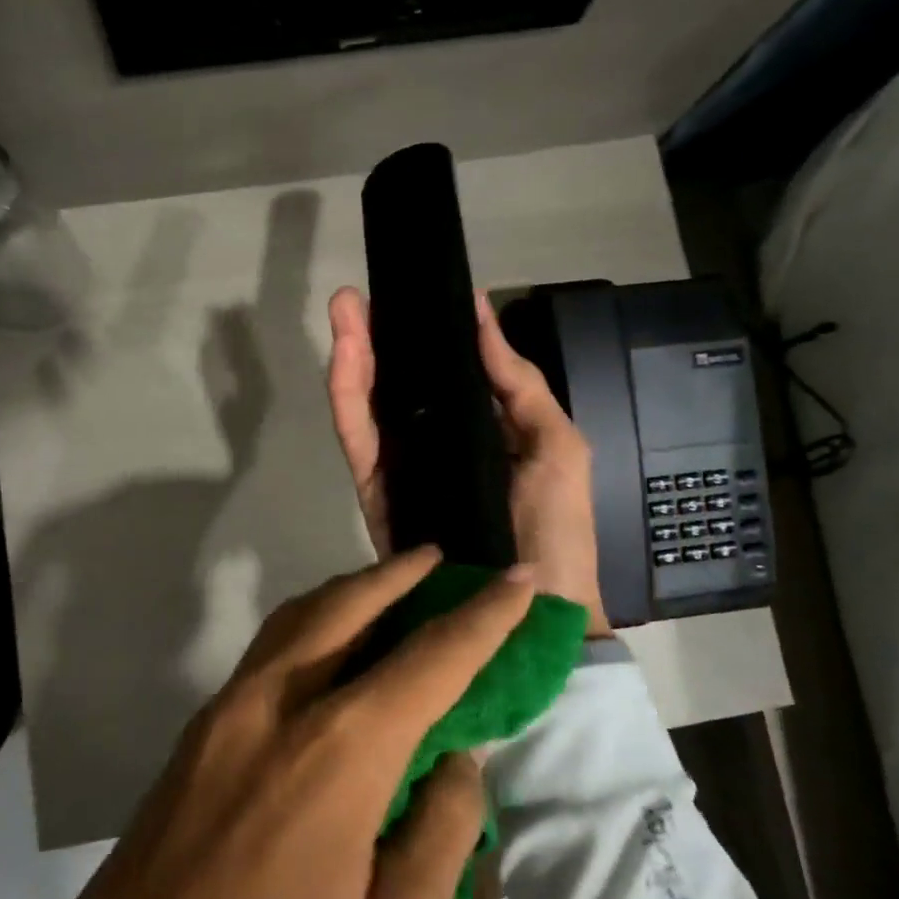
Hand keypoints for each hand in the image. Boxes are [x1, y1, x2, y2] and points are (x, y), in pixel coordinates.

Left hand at [0, 548, 535, 898]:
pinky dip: (307, 626)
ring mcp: (222, 716)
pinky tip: (328, 649)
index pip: (430, 659)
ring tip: (388, 586)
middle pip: (346, 607)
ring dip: (347, 591)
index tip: (520, 577)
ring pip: (294, 620)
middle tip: (439, 557)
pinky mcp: (191, 739)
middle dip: (398, 574)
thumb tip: (457, 762)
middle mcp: (275, 707)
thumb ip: (438, 836)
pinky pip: (263, 654)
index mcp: (337, 754)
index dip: (484, 614)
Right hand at [327, 286, 609, 635]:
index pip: (438, 370)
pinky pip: (358, 442)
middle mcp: (433, 440)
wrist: (530, 607)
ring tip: (343, 312)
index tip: (400, 291)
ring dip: (352, 357)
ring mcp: (401, 467)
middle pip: (394, 381)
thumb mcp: (555, 441)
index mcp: (477, 424)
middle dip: (373, 335)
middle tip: (354, 297)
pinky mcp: (378, 494)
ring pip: (368, 405)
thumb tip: (481, 313)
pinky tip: (343, 362)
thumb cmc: (555, 523)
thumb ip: (517, 381)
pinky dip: (347, 402)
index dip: (415, 332)